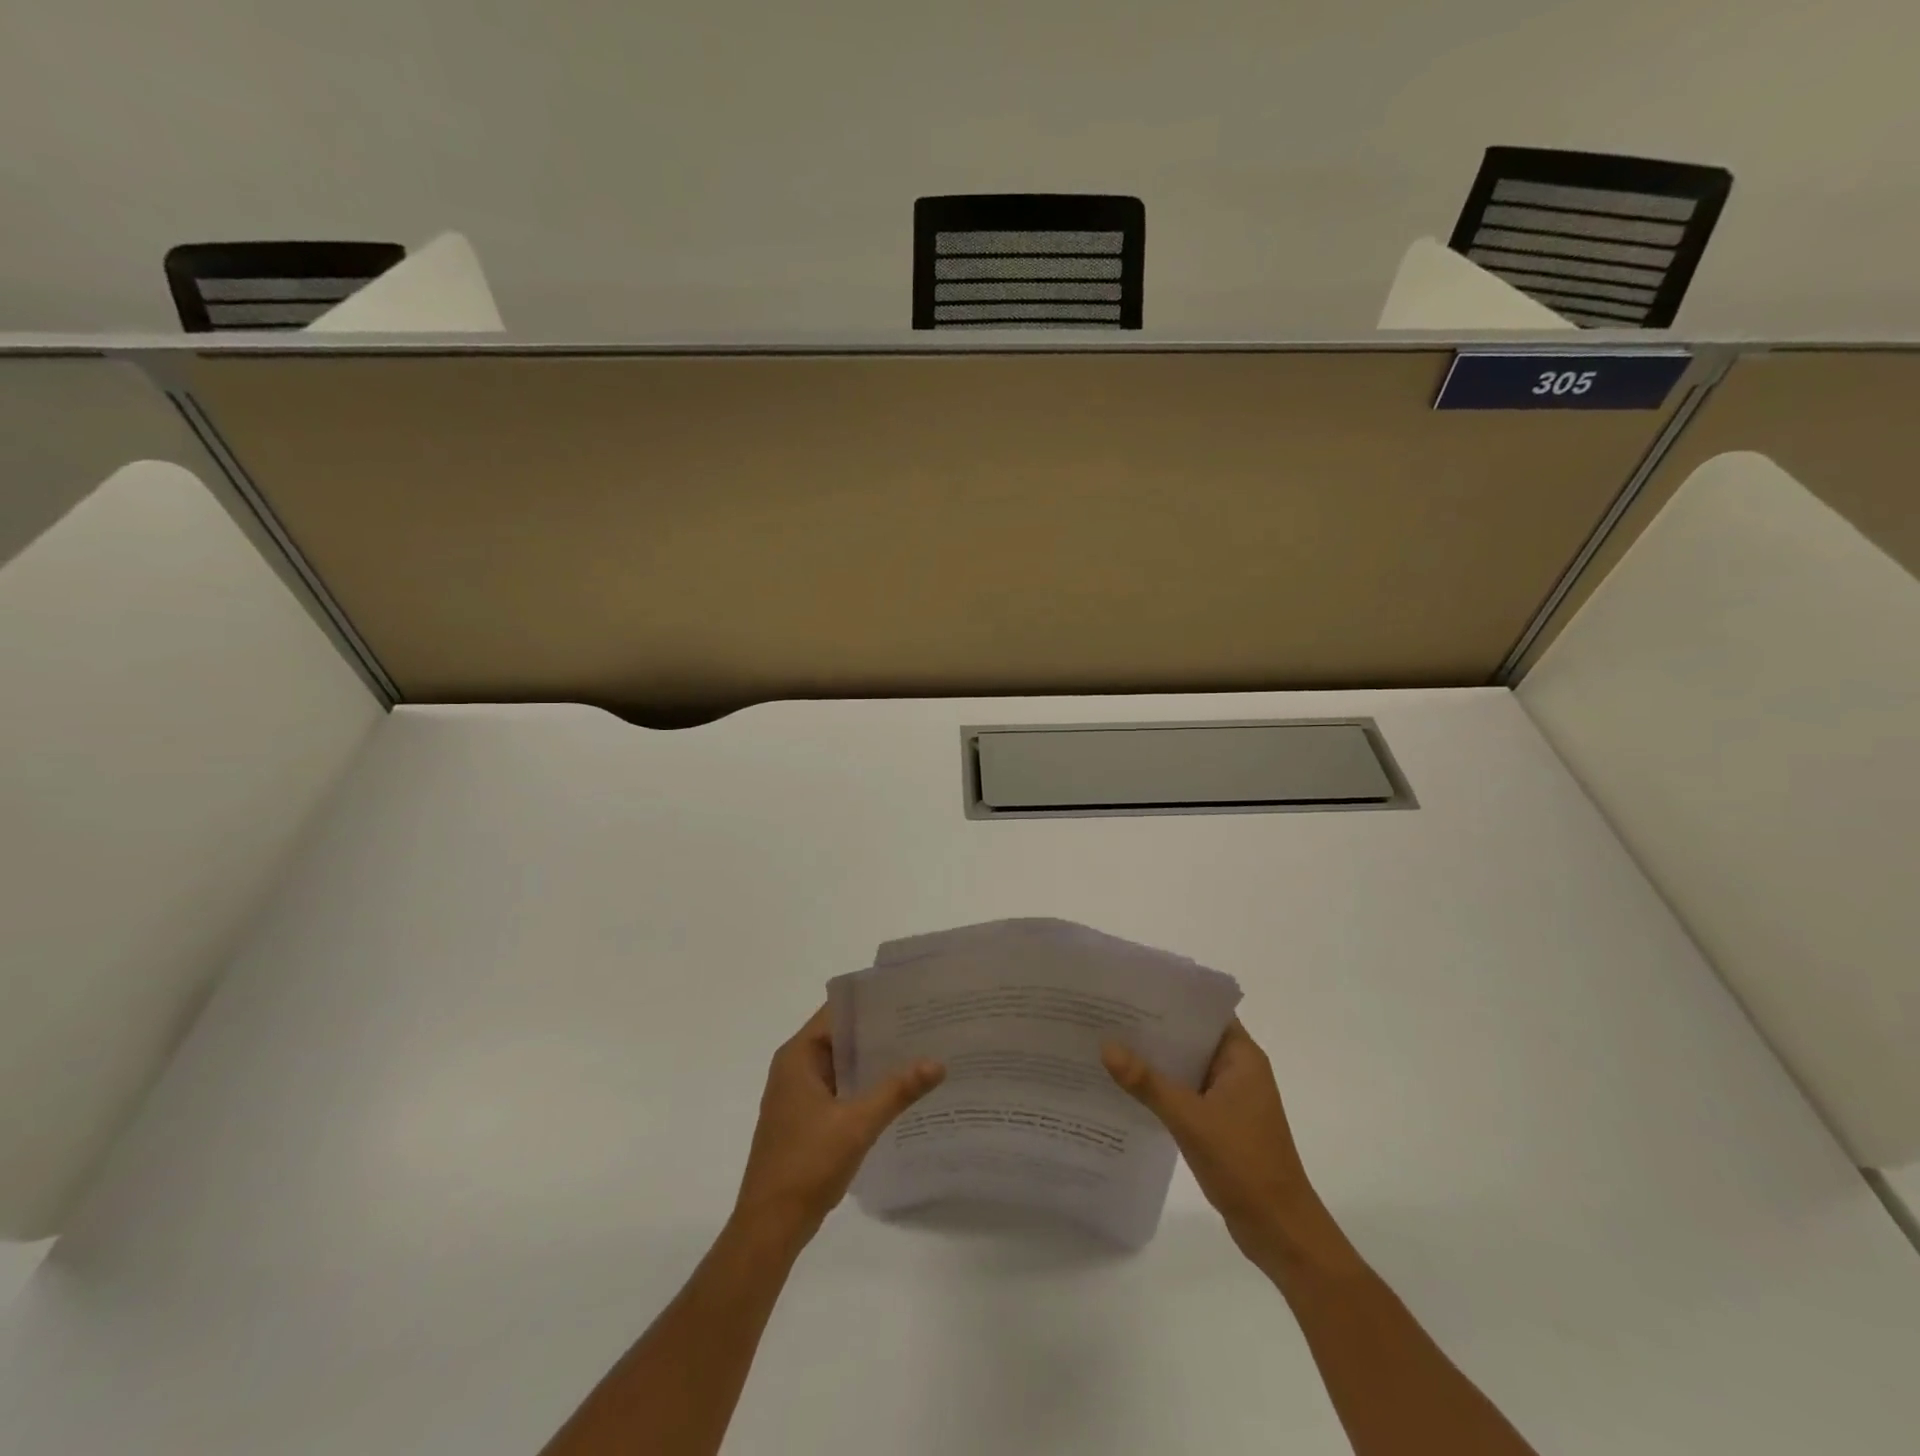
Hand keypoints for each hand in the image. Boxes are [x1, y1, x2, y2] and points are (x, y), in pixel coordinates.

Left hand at [733, 1005, 943, 1245]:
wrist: (769, 1227)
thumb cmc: (807, 1165)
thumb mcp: (857, 1124)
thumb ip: (897, 1091)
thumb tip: (938, 1062)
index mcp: (798, 1056)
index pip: (838, 1012)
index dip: (872, 1003)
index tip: (909, 998)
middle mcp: (795, 1067)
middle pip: (842, 1036)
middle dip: (880, 1032)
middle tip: (924, 1024)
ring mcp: (799, 1094)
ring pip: (843, 1064)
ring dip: (874, 1061)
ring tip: (919, 1051)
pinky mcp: (807, 1119)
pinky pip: (841, 1088)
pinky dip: (865, 1086)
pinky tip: (898, 1091)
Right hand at [1102, 1020, 1325, 1263]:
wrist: (1280, 1231)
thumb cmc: (1243, 1164)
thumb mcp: (1190, 1119)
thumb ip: (1147, 1082)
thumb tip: (1106, 1045)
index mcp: (1242, 1057)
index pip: (1204, 1010)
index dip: (1171, 997)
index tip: (1132, 989)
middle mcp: (1238, 1069)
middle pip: (1192, 1036)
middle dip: (1155, 1028)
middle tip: (1109, 1014)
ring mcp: (1230, 1097)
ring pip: (1186, 1066)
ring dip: (1156, 1060)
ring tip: (1110, 1043)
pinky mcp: (1221, 1122)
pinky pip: (1186, 1091)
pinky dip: (1162, 1087)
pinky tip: (1128, 1087)